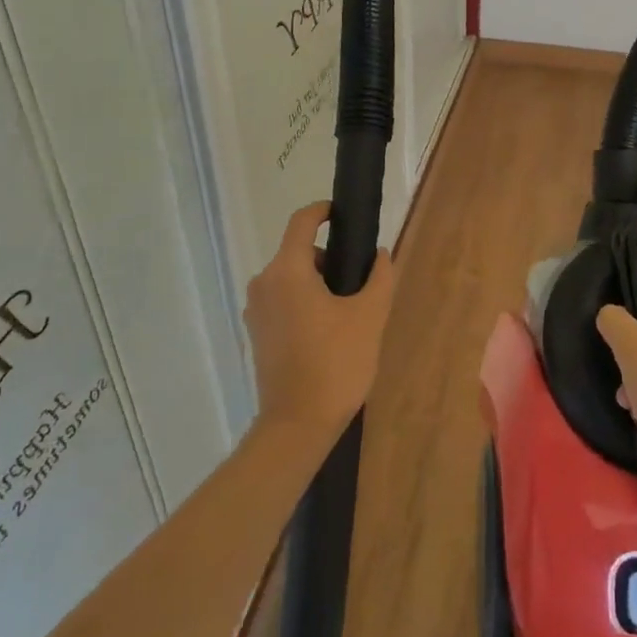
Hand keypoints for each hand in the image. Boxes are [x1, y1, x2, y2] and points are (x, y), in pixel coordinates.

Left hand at [244, 202, 396, 442]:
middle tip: (358, 283)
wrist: (296, 426)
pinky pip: (283, 301)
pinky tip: (326, 333)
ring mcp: (256, 310)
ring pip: (291, 278)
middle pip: (298, 252)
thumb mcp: (370, 315)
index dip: (323, 211)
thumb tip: (380, 255)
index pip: (302, 221)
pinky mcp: (256, 333)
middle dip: (329, 259)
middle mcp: (264, 283)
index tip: (343, 215)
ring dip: (317, 284)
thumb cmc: (335, 363)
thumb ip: (379, 276)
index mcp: (287, 270)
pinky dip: (304, 303)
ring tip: (346, 314)